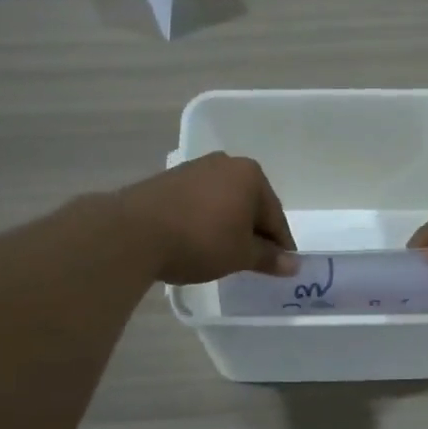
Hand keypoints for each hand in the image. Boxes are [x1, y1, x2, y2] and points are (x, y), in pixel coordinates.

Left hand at [113, 153, 296, 284]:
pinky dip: (205, 221)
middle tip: (254, 261)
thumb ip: (269, 258)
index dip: (280, 244)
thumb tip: (293, 265)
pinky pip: (199, 203)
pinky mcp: (168, 180)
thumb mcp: (241, 255)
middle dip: (253, 231)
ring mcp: (194, 169)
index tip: (282, 265)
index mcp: (250, 175)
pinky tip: (198, 241)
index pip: (275, 215)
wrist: (133, 233)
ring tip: (224, 253)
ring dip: (228, 225)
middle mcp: (225, 163)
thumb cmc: (201, 240)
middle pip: (249, 204)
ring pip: (223, 202)